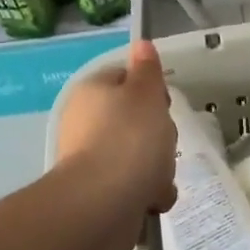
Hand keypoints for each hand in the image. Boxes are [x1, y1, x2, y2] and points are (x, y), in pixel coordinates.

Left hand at [56, 41, 177, 223]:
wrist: (102, 204)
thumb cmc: (129, 139)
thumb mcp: (146, 94)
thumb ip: (147, 70)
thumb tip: (141, 44)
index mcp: (93, 93)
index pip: (125, 79)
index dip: (150, 90)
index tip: (164, 106)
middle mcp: (86, 123)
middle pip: (135, 121)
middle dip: (158, 136)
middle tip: (163, 143)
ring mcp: (91, 160)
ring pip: (139, 156)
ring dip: (157, 169)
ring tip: (159, 179)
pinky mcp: (98, 193)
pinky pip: (134, 186)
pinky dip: (147, 193)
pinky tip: (152, 199)